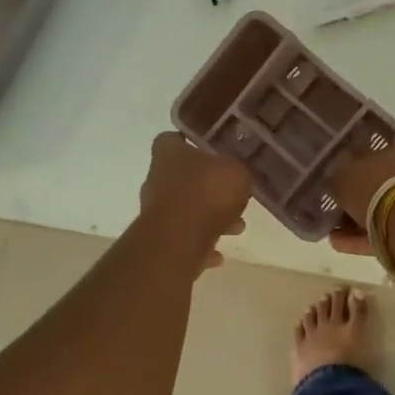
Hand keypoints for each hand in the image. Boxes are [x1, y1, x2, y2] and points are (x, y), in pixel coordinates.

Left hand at [139, 132, 251, 269]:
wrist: (180, 240)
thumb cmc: (207, 193)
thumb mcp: (236, 173)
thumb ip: (237, 170)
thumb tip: (238, 173)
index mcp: (168, 154)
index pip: (172, 139)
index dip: (190, 143)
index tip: (211, 151)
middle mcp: (156, 179)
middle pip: (181, 177)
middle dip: (207, 187)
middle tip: (233, 195)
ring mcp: (155, 211)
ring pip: (186, 210)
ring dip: (210, 218)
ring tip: (236, 227)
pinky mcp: (159, 240)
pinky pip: (184, 238)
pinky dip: (201, 245)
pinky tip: (219, 254)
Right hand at [327, 139, 394, 256]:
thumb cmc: (378, 186)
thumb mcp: (345, 172)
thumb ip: (340, 172)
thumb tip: (339, 176)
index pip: (382, 154)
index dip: (358, 167)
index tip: (341, 179)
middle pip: (383, 186)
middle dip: (359, 199)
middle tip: (336, 208)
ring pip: (385, 212)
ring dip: (358, 222)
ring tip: (333, 232)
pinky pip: (388, 232)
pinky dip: (365, 238)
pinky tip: (340, 243)